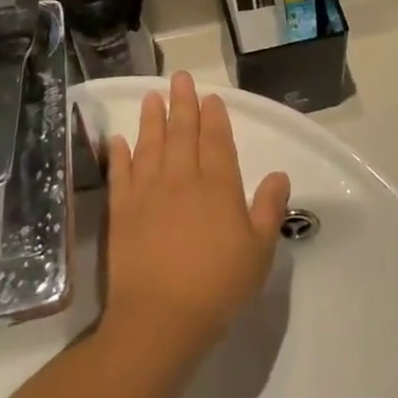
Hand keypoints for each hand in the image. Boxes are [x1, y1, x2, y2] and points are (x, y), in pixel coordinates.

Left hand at [102, 73, 291, 364]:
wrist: (160, 319)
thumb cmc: (218, 286)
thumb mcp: (259, 250)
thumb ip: (269, 208)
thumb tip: (278, 174)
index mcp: (218, 186)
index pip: (216, 141)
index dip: (214, 116)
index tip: (210, 96)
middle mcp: (182, 180)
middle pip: (182, 133)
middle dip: (183, 103)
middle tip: (179, 78)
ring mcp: (148, 193)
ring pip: (151, 145)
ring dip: (152, 119)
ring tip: (152, 97)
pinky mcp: (122, 212)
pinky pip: (120, 174)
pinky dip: (119, 155)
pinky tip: (118, 140)